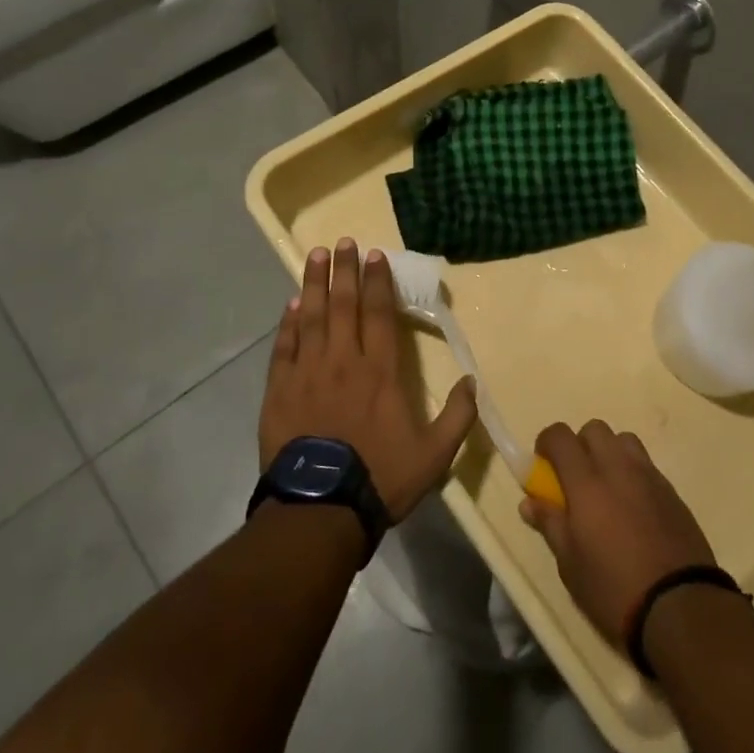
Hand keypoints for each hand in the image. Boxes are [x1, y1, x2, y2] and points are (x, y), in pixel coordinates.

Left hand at [260, 239, 478, 522]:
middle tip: (344, 242)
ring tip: (316, 256)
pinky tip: (291, 304)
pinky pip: (284, 347)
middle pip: (344, 305)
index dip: (378, 282)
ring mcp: (308, 373)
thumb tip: (473, 381)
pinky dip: (288, 324)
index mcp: (380, 371)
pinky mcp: (280, 390)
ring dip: (315, 284)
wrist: (320, 509)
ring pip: (312, 317)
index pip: (380, 314)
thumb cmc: (380, 478)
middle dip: (345, 270)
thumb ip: (458, 416)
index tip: (375, 255)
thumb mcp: (434, 454)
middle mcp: (344, 361)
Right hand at [519, 421, 716, 646]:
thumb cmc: (614, 588)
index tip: (543, 466)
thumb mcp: (570, 565)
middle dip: (579, 445)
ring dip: (609, 454)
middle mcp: (618, 467)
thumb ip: (550, 524)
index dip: (546, 443)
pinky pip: (646, 465)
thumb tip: (529, 501)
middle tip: (574, 480)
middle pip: (594, 429)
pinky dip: (632, 473)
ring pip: (624, 441)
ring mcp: (649, 476)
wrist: (681, 606)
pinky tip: (632, 509)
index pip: (560, 436)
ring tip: (606, 490)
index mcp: (587, 481)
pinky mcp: (672, 491)